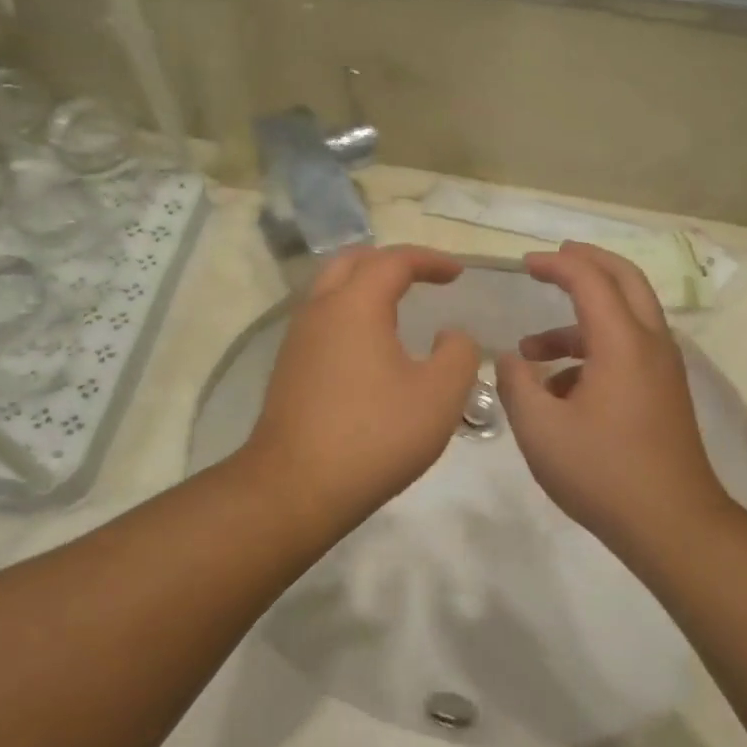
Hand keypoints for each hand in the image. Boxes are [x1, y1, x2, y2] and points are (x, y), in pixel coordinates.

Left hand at [240, 246, 481, 529]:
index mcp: (355, 305)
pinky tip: (368, 347)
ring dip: (364, 286)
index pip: (394, 261)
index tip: (457, 273)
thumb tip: (451, 336)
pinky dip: (349, 314)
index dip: (429, 260)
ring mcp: (297, 339)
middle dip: (390, 262)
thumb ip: (459, 354)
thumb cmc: (374, 435)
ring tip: (397, 306)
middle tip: (422, 277)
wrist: (295, 486)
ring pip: (330, 290)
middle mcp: (320, 310)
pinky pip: (321, 320)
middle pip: (352, 262)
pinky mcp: (288, 367)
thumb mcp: (439, 396)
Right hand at [496, 242, 730, 550]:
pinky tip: (560, 391)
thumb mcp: (540, 428)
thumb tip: (510, 360)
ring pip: (625, 319)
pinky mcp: (665, 393)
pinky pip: (629, 350)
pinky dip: (594, 350)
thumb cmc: (602, 472)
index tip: (524, 264)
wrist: (673, 526)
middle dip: (588, 263)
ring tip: (532, 352)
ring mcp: (663, 370)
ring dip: (580, 321)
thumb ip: (516, 384)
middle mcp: (650, 344)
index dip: (555, 264)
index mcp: (622, 342)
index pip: (589, 279)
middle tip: (555, 258)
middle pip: (625, 280)